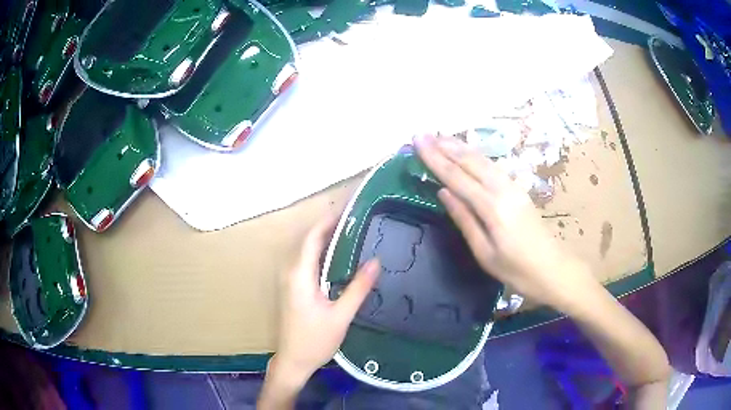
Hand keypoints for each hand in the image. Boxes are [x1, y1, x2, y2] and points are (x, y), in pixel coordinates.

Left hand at [272, 215, 380, 383]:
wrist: (293, 361)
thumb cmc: (315, 340)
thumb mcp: (341, 315)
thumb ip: (358, 288)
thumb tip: (375, 261)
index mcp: (299, 275)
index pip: (312, 238)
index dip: (328, 221)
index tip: (349, 210)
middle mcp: (290, 273)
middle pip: (308, 241)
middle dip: (329, 227)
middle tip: (356, 220)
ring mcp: (289, 281)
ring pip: (307, 252)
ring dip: (326, 240)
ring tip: (352, 233)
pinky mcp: (292, 288)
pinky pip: (306, 263)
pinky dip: (322, 254)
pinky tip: (339, 258)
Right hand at [414, 134, 596, 310]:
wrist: (553, 269)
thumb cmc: (517, 270)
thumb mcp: (485, 252)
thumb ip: (464, 219)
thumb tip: (443, 192)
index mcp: (492, 207)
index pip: (456, 177)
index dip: (435, 158)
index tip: (417, 142)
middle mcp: (502, 190)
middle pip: (470, 161)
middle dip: (444, 146)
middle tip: (422, 134)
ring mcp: (513, 187)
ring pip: (482, 160)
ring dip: (460, 147)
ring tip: (440, 137)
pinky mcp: (518, 189)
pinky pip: (492, 166)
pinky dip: (475, 155)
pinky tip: (467, 152)